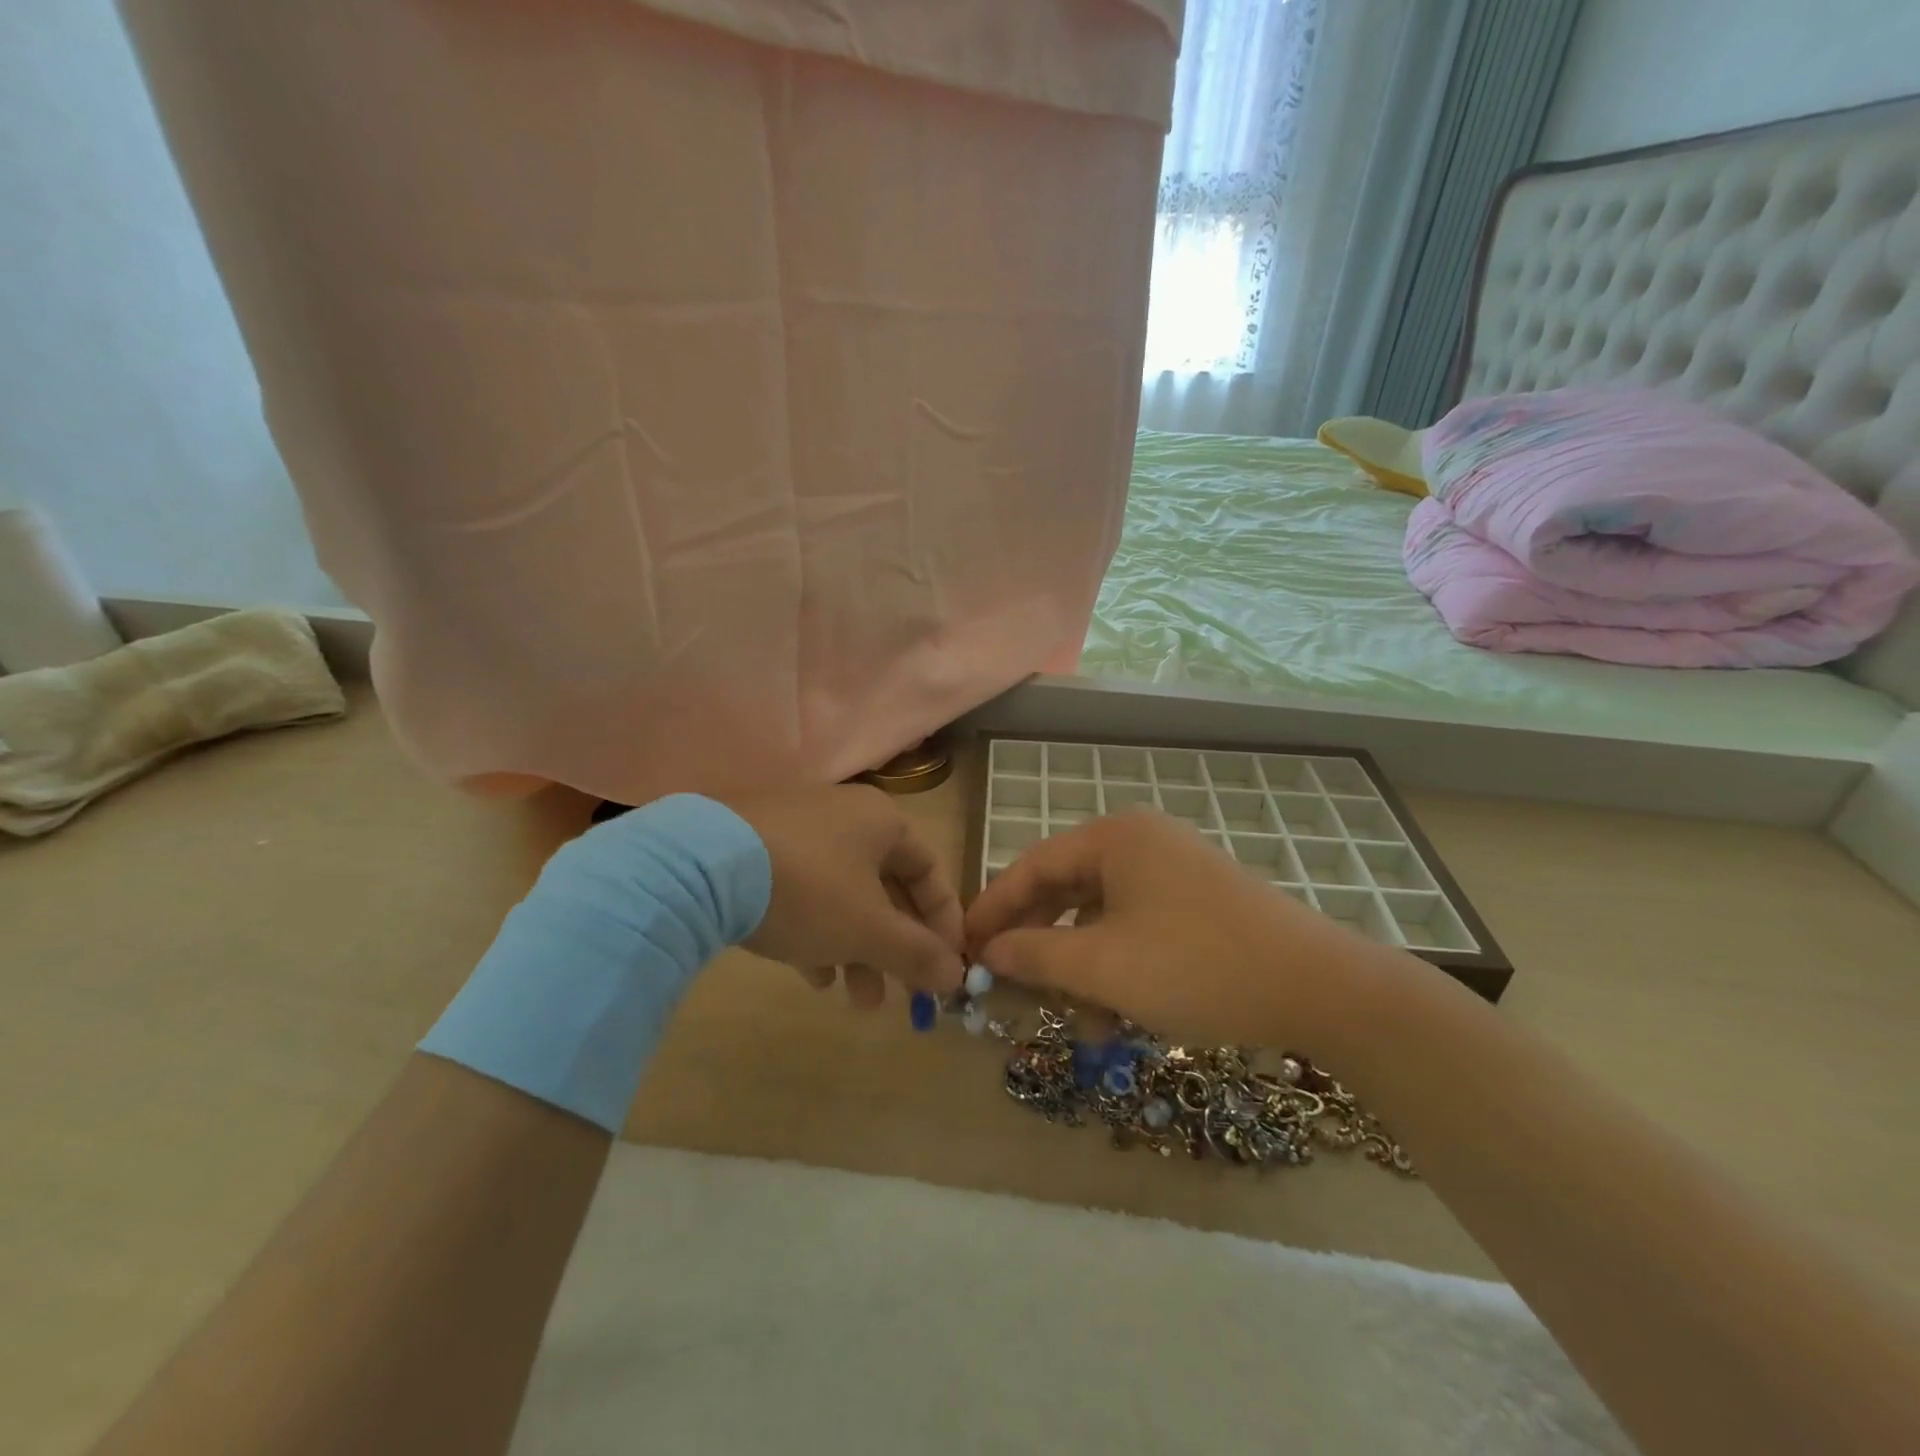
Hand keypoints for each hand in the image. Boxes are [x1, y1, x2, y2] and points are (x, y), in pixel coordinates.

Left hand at [725, 785, 964, 1006]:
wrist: (699, 865)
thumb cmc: (808, 890)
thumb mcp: (869, 930)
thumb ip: (917, 954)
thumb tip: (957, 976)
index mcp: (882, 822)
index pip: (930, 871)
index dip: (944, 921)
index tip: (947, 967)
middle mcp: (844, 817)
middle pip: (887, 888)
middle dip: (896, 947)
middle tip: (902, 995)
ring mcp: (797, 830)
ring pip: (844, 896)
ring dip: (858, 949)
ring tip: (856, 999)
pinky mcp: (757, 849)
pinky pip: (803, 893)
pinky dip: (817, 932)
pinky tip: (810, 973)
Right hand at [963, 810, 1366, 1045]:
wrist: (1320, 989)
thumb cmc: (1196, 966)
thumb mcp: (1102, 966)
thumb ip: (1035, 954)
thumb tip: (988, 952)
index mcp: (1114, 839)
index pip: (1032, 866)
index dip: (993, 909)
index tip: (964, 946)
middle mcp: (1141, 844)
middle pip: (1066, 892)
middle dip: (1040, 946)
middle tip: (1009, 986)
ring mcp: (1173, 872)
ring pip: (1102, 919)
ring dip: (1081, 970)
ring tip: (1076, 1024)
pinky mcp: (1198, 904)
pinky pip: (1136, 930)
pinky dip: (1118, 969)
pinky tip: (1116, 1017)